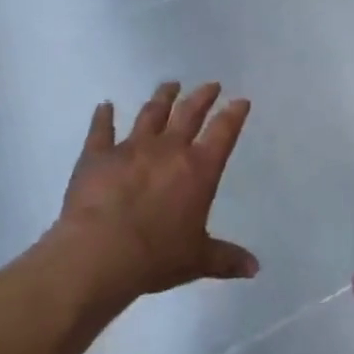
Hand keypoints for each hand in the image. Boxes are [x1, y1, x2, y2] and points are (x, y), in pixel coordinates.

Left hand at [55, 81, 259, 304]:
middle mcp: (169, 149)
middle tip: (210, 85)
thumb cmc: (156, 257)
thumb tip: (255, 269)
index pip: (223, 132)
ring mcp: (132, 147)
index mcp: (199, 169)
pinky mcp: (98, 154)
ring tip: (170, 85)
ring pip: (151, 113)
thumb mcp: (197, 260)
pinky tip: (104, 106)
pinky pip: (101, 129)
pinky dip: (103, 117)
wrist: (100, 254)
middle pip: (190, 113)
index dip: (234, 114)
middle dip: (202, 97)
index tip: (240, 101)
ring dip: (162, 97)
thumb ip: (226, 259)